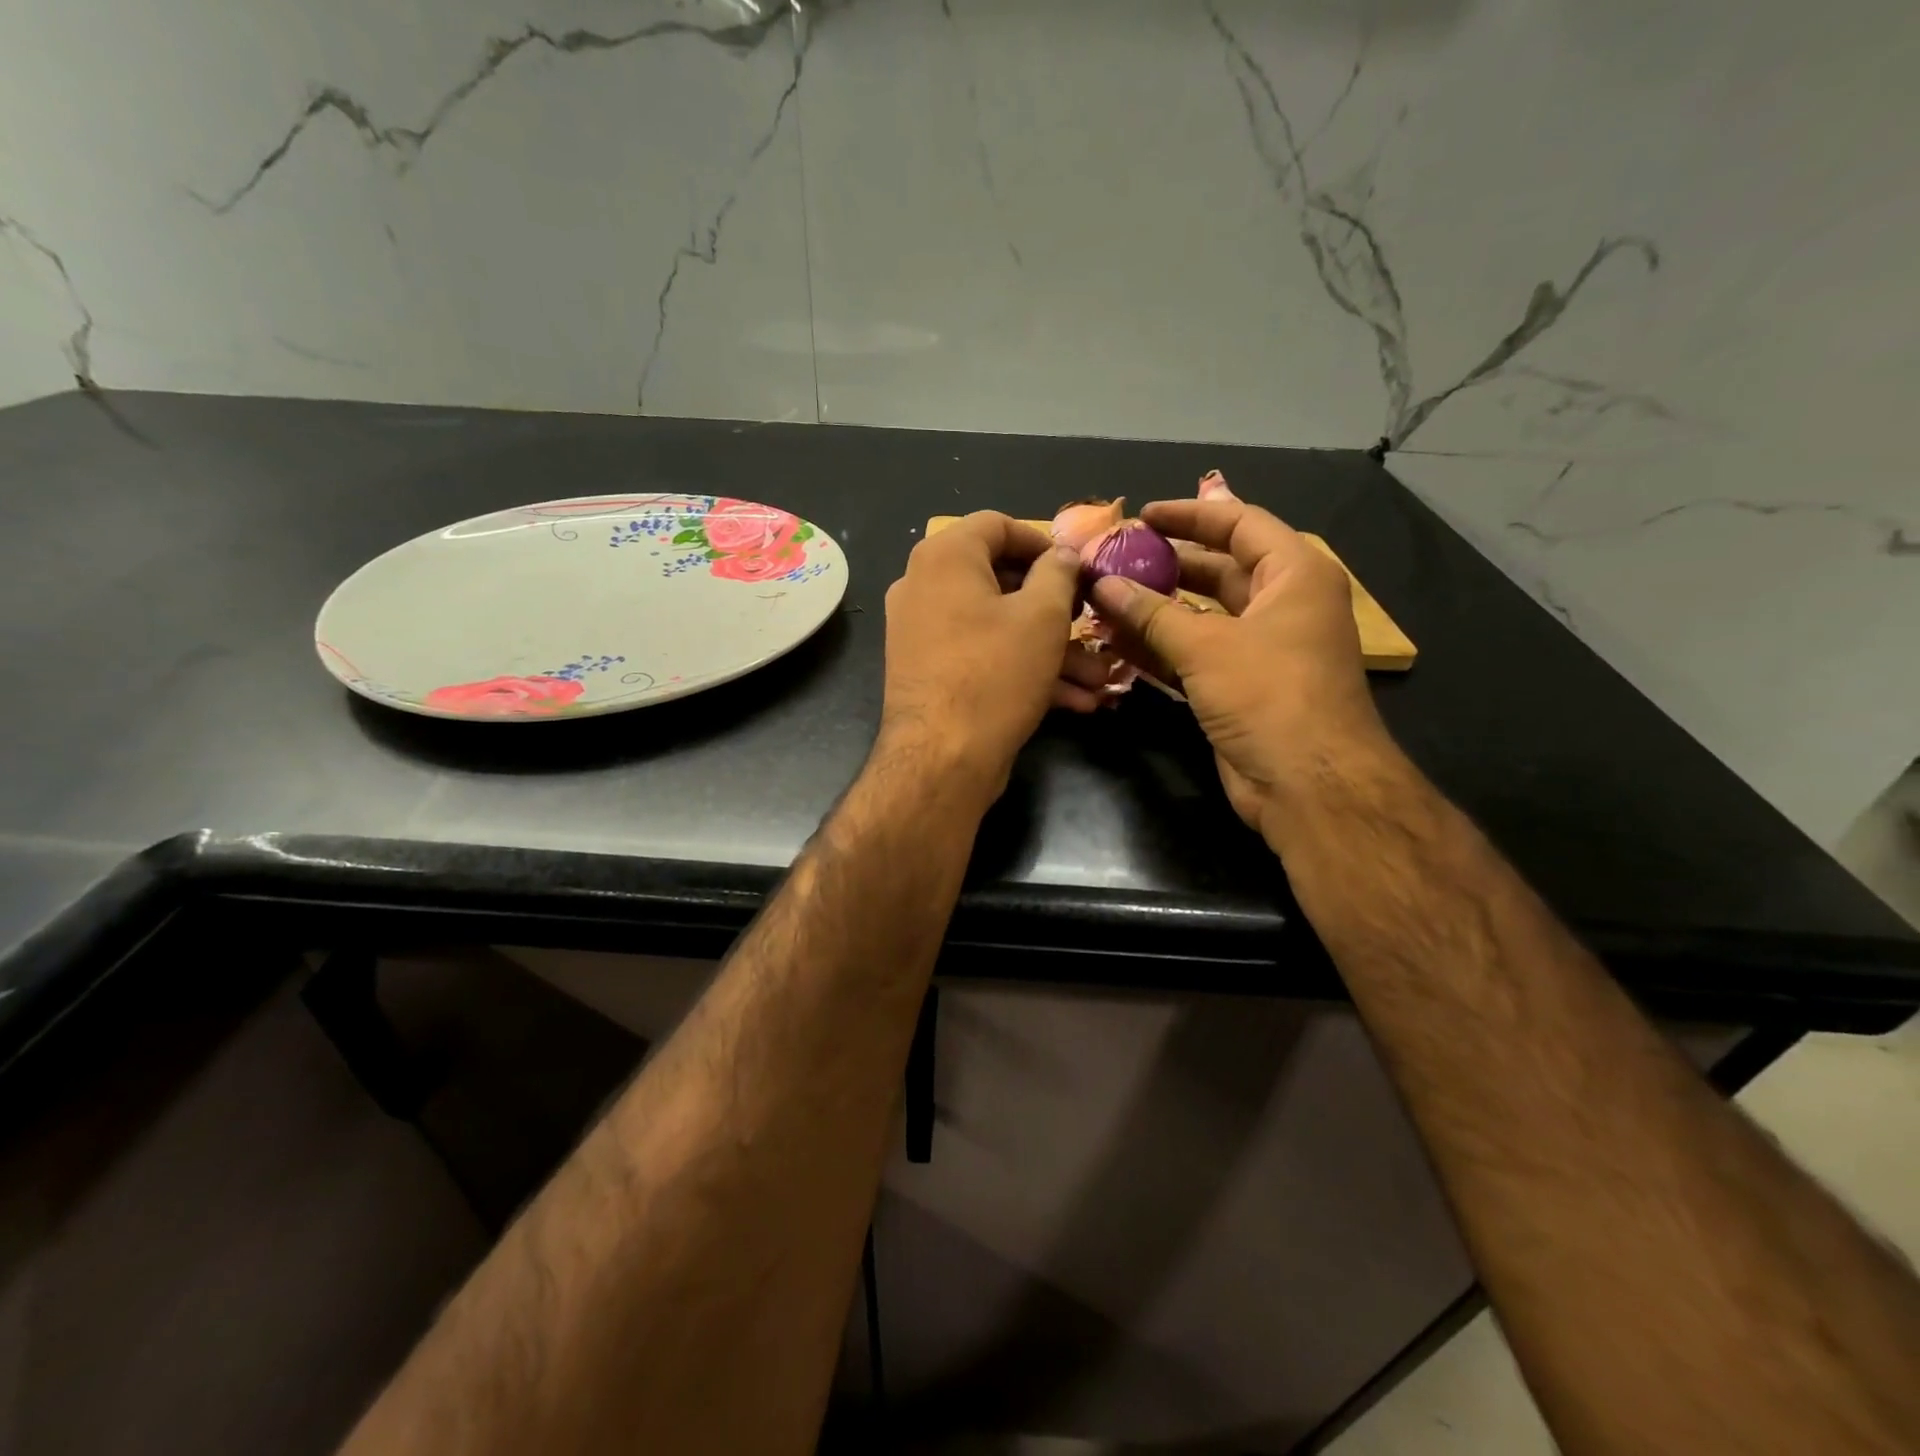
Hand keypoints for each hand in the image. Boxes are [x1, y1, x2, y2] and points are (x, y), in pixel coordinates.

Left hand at [877, 512, 1101, 801]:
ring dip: (1049, 649)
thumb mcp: (1042, 616)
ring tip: (1096, 677)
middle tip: (1089, 623)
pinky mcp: (929, 672)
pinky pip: (981, 656)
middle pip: (999, 580)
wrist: (941, 760)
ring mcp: (922, 633)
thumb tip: (1062, 554)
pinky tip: (1072, 700)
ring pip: (997, 626)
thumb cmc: (995, 673)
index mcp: (944, 557)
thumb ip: (1058, 573)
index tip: (1077, 569)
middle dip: (1056, 608)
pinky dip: (1022, 669)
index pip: (997, 525)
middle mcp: (923, 587)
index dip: (1043, 542)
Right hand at [1089, 498, 1395, 835]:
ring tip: (1105, 599)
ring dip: (1156, 610)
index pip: (1240, 523)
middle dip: (1166, 564)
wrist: (1308, 783)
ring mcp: (1261, 649)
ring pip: (1202, 615)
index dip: (1189, 515)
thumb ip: (1151, 612)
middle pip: (1218, 569)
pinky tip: (1117, 643)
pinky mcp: (1241, 686)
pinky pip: (1195, 654)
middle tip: (1114, 560)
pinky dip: (1160, 647)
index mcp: (1293, 575)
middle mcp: (1281, 605)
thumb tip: (1102, 583)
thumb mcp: (1207, 645)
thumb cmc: (1269, 694)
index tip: (1141, 516)